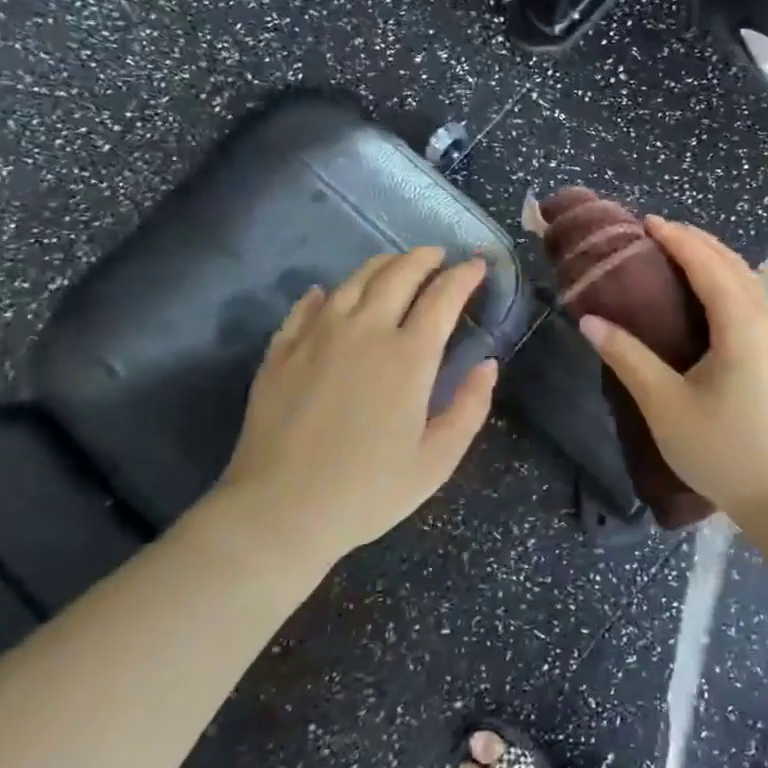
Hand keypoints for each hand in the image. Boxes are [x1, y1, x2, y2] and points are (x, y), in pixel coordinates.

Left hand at [211, 248, 498, 566]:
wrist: (279, 511)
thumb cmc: (368, 491)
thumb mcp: (437, 460)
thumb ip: (469, 407)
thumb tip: (488, 365)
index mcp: (408, 356)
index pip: (442, 297)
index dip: (464, 276)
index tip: (478, 265)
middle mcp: (364, 331)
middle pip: (399, 274)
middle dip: (425, 258)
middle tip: (439, 256)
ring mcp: (317, 335)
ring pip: (354, 280)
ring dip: (382, 265)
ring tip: (396, 265)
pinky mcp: (282, 350)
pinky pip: (307, 305)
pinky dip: (326, 292)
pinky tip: (330, 294)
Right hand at [579, 218, 767, 533]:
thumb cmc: (726, 452)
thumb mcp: (666, 406)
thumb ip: (628, 359)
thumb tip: (590, 321)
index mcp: (741, 324)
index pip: (707, 263)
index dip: (676, 238)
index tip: (646, 222)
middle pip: (733, 264)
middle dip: (697, 241)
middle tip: (659, 233)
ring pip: (750, 283)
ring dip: (716, 261)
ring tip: (682, 257)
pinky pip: (756, 302)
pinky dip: (730, 284)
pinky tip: (714, 302)